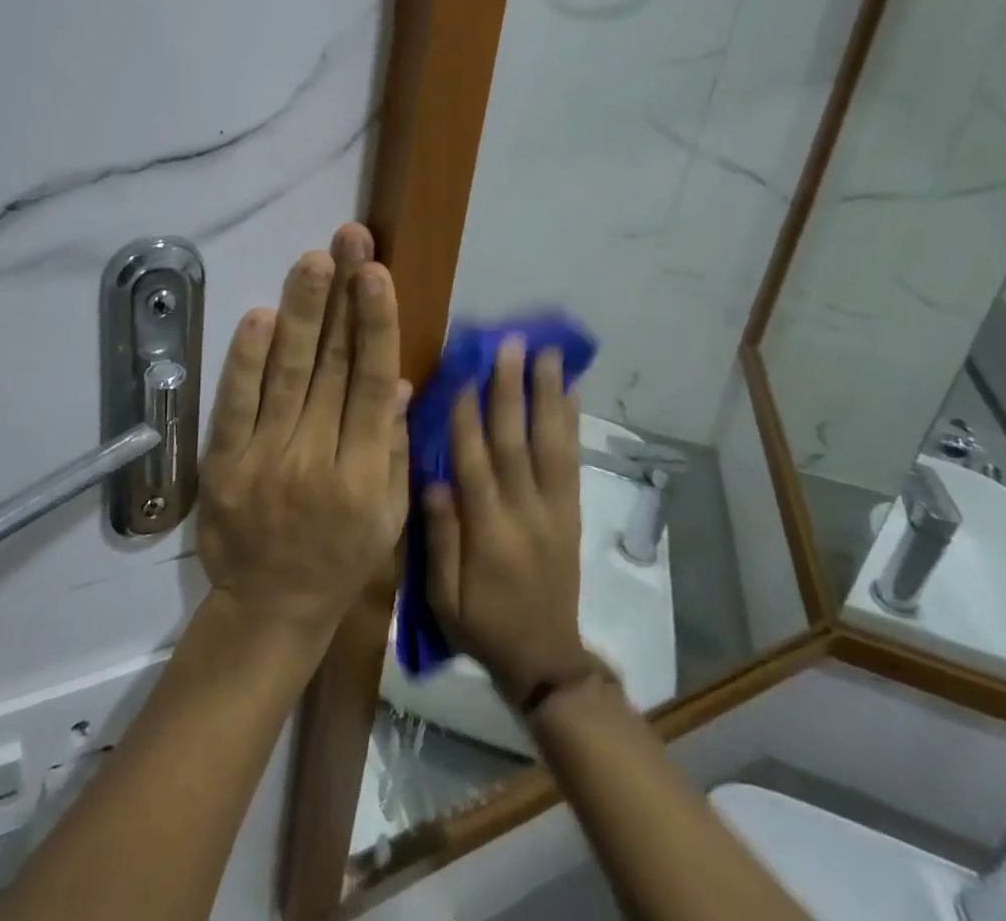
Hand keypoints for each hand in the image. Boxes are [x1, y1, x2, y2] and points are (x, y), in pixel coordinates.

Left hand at [197, 224, 407, 647]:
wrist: (270, 609)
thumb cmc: (341, 558)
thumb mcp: (388, 515)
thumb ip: (392, 446)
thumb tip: (395, 381)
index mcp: (364, 472)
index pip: (371, 383)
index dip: (375, 325)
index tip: (377, 274)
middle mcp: (317, 459)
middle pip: (331, 366)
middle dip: (342, 297)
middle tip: (349, 241)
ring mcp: (265, 461)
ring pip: (286, 375)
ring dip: (301, 313)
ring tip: (313, 261)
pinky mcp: (224, 466)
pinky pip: (234, 406)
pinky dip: (245, 361)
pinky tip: (260, 317)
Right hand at [423, 341, 590, 700]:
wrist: (546, 661)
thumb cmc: (483, 626)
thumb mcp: (443, 599)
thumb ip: (439, 540)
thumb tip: (432, 480)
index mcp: (488, 534)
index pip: (474, 464)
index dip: (467, 416)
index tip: (462, 371)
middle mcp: (524, 513)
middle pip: (517, 443)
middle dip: (511, 390)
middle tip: (510, 344)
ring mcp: (554, 510)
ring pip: (551, 444)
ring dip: (548, 395)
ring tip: (548, 354)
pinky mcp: (572, 512)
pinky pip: (573, 462)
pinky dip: (573, 424)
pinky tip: (573, 392)